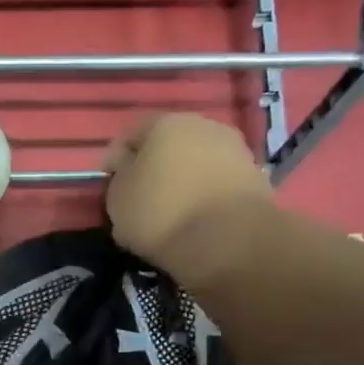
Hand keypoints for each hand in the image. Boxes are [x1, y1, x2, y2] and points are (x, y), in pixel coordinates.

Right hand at [103, 113, 271, 287]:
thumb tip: (127, 168)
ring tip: (169, 214)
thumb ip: (118, 177)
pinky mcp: (254, 177)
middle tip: (140, 199)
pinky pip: (217, 183)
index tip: (109, 186)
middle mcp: (203, 125)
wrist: (228, 241)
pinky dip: (204, 196)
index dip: (115, 160)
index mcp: (164, 123)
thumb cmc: (161, 213)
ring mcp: (234, 150)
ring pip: (195, 163)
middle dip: (153, 168)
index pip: (130, 135)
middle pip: (167, 145)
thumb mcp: (117, 198)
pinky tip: (195, 220)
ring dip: (181, 182)